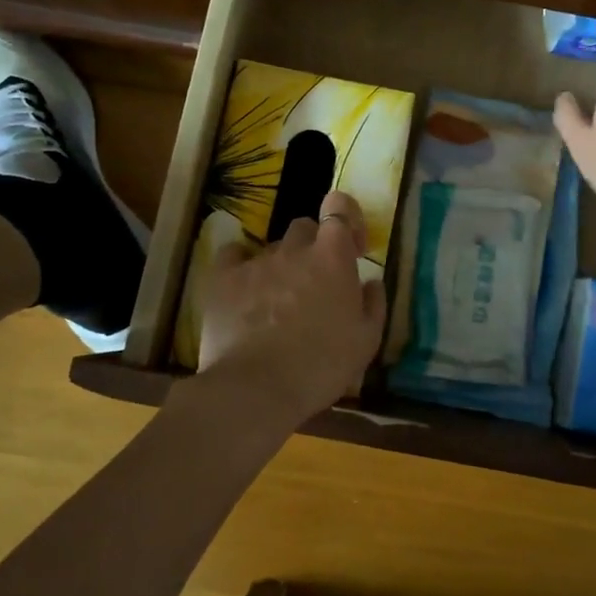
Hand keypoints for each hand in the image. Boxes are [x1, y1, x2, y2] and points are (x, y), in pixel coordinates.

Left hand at [198, 190, 385, 419]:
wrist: (256, 388)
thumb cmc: (321, 366)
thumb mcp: (366, 341)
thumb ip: (373, 303)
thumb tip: (371, 281)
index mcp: (332, 257)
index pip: (340, 206)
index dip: (347, 217)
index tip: (351, 247)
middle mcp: (294, 249)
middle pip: (304, 228)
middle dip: (313, 247)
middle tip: (316, 283)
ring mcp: (256, 261)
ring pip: (272, 247)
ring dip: (281, 265)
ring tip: (278, 302)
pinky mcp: (222, 278)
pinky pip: (233, 255)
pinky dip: (241, 265)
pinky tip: (244, 290)